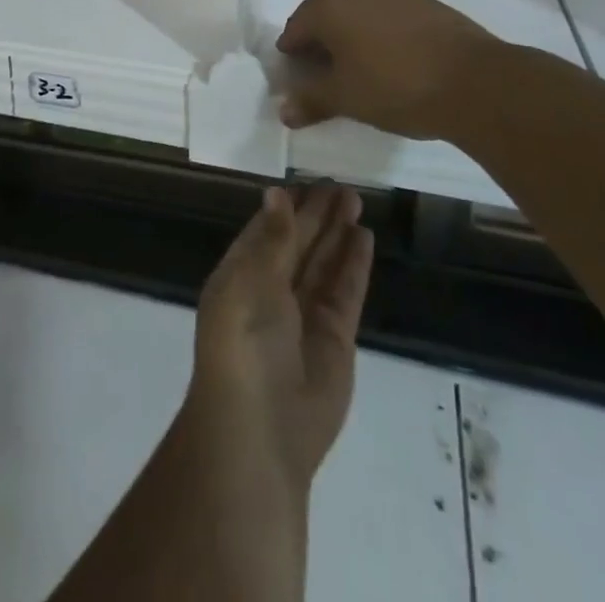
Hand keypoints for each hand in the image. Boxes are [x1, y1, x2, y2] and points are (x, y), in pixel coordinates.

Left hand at [188, 184, 373, 490]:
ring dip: (338, 232)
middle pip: (299, 242)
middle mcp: (272, 290)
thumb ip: (272, 238)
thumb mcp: (250, 281)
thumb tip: (276, 193)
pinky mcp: (336, 337)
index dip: (287, 206)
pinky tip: (363, 237)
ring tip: (355, 199)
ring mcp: (305, 314)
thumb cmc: (243, 341)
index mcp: (241, 275)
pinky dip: (354, 264)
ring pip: (324, 262)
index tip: (306, 180)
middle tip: (341, 184)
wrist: (262, 425)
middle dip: (318, 214)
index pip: (266, 230)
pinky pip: (345, 291)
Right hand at [275, 0, 502, 140]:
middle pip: (324, 15)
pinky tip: (392, 60)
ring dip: (351, 36)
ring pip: (357, 13)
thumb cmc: (396, 87)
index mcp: (329, 6)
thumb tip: (283, 111)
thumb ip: (310, 100)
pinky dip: (379, 33)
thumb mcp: (346, 99)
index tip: (299, 80)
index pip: (295, 28)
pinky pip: (385, 14)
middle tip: (326, 77)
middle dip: (320, 43)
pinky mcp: (422, 0)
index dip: (292, 55)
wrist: (477, 82)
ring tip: (361, 70)